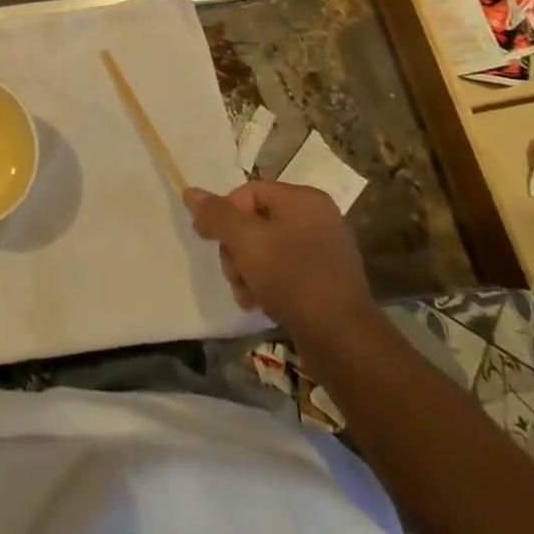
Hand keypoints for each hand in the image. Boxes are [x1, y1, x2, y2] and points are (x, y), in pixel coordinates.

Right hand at [182, 181, 378, 342]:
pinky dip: (267, 285)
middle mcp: (317, 218)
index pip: (247, 193)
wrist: (342, 340)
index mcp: (303, 199)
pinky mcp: (324, 282)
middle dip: (236, 250)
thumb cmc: (292, 278)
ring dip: (247, 271)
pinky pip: (284, 272)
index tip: (208, 240)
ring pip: (265, 250)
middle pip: (254, 223)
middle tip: (234, 274)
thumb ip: (217, 215)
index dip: (224, 215)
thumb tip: (190, 193)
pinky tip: (260, 305)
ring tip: (246, 295)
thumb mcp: (246, 241)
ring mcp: (323, 251)